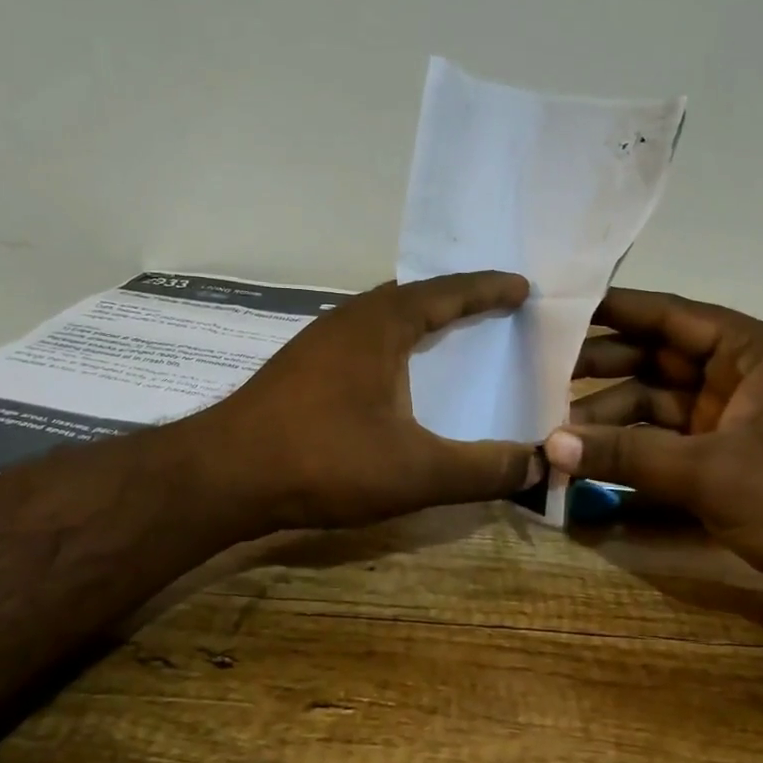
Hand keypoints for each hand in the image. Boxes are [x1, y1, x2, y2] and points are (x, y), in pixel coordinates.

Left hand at [202, 272, 543, 531]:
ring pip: (384, 315)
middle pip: (415, 294)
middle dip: (458, 297)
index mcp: (382, 323)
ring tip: (454, 334)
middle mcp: (351, 318)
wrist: (222, 475)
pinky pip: (364, 337)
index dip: (489, 288)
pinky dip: (395, 342)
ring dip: (422, 318)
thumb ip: (481, 470)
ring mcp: (320, 340)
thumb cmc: (324, 460)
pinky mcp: (302, 366)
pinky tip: (398, 374)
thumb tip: (540, 465)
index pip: (448, 291)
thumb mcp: (415, 471)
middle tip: (495, 307)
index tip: (523, 286)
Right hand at [547, 289, 762, 615]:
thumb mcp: (714, 473)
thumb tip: (552, 445)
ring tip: (555, 430)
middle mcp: (738, 376)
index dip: (613, 310)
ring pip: (656, 404)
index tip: (559, 309)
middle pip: (655, 358)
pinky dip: (632, 451)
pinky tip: (588, 460)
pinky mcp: (726, 458)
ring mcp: (731, 419)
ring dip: (611, 417)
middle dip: (601, 368)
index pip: (669, 315)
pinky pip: (666, 442)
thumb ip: (630, 456)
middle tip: (539, 374)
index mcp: (750, 352)